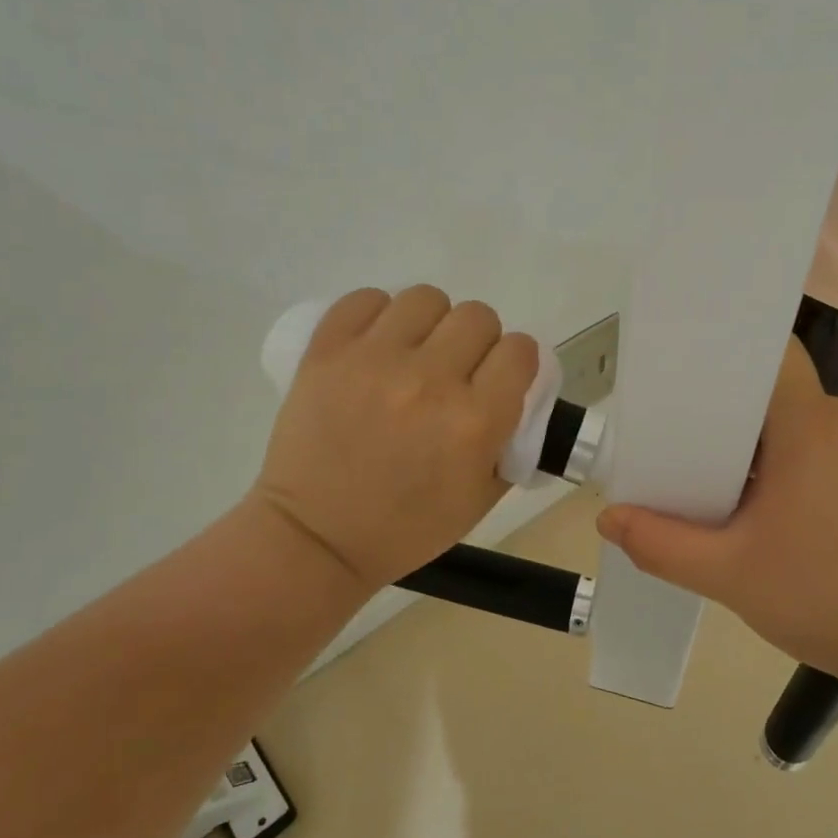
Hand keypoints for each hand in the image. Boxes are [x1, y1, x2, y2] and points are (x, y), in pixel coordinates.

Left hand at [250, 286, 537, 593]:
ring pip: (426, 298)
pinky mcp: (327, 352)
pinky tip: (376, 343)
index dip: (517, 361)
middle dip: (478, 342)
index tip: (502, 377)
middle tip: (457, 369)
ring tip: (415, 351)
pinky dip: (378, 315)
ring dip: (431, 323)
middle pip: (478, 317)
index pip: (520, 350)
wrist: (317, 538)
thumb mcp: (482, 498)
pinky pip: (365, 299)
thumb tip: (516, 393)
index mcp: (475, 422)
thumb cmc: (407, 528)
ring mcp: (374, 361)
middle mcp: (430, 381)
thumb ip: (511, 440)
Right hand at [596, 338, 837, 692]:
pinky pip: (834, 453)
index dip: (729, 360)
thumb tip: (609, 519)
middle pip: (779, 397)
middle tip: (691, 455)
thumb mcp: (728, 574)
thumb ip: (661, 544)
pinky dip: (802, 470)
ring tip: (732, 494)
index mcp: (810, 426)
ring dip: (768, 451)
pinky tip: (788, 520)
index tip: (690, 384)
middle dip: (733, 421)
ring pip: (806, 428)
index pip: (771, 356)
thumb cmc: (824, 598)